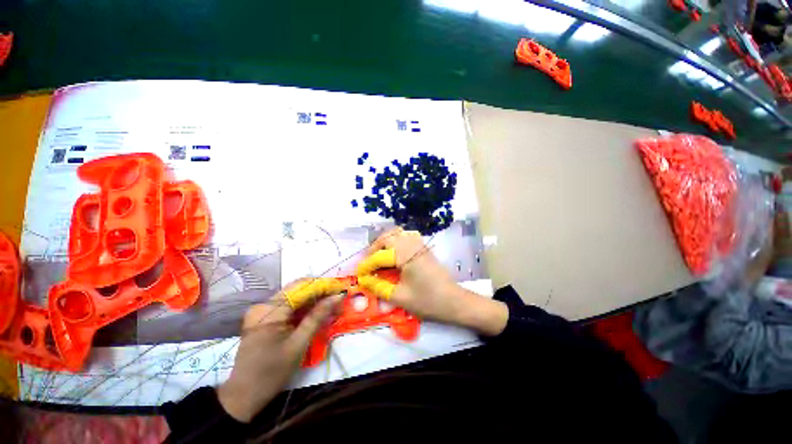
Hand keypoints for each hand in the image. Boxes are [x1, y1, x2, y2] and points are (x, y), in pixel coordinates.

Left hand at [217, 279, 343, 422]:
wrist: (244, 395)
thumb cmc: (272, 372)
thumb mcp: (298, 344)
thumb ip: (317, 316)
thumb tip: (338, 296)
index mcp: (269, 310)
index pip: (301, 287)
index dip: (323, 286)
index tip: (341, 289)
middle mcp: (264, 304)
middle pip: (297, 290)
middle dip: (320, 292)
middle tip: (338, 299)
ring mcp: (262, 310)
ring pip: (294, 297)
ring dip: (313, 300)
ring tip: (331, 306)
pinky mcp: (263, 317)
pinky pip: (288, 306)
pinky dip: (303, 308)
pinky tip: (316, 313)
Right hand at [356, 227, 507, 335]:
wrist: (454, 301)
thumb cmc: (428, 301)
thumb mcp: (400, 297)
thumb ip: (379, 287)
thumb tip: (365, 280)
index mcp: (405, 255)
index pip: (380, 256)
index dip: (367, 265)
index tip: (359, 274)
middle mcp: (412, 244)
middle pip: (388, 236)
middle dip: (375, 248)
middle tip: (369, 262)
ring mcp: (420, 244)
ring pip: (398, 233)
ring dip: (386, 242)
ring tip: (379, 256)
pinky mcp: (424, 248)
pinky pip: (407, 237)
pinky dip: (396, 241)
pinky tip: (394, 255)